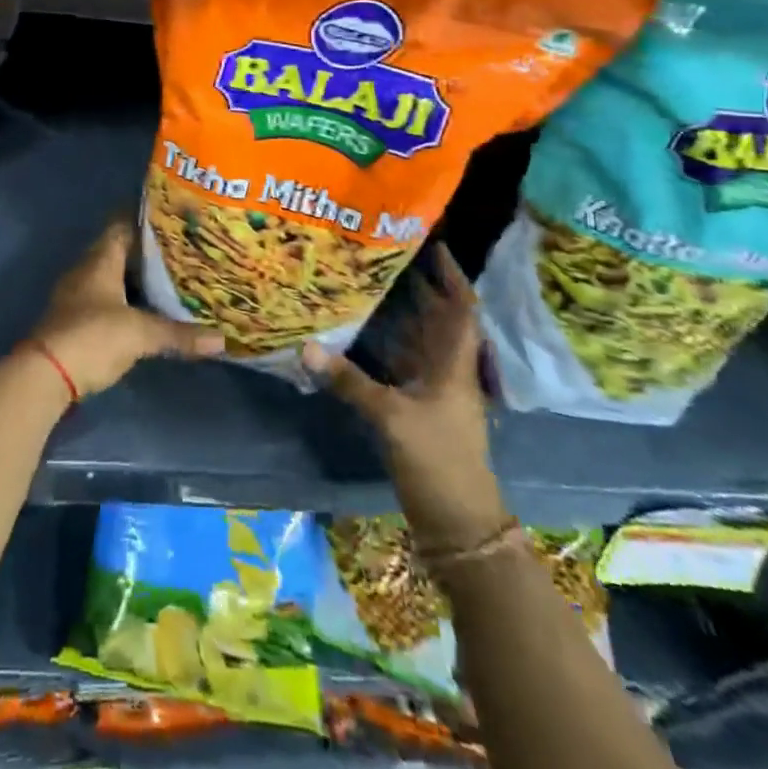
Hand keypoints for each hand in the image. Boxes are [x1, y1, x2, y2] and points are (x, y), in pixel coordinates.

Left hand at [31, 219, 224, 396]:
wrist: (45, 374)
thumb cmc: (92, 337)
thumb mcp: (140, 334)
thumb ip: (179, 334)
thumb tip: (222, 339)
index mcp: (100, 260)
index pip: (122, 225)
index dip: (144, 218)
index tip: (171, 215)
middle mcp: (86, 271)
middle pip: (118, 250)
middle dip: (147, 250)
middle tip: (181, 248)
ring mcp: (78, 296)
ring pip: (112, 276)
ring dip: (136, 277)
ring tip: (171, 277)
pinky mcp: (76, 320)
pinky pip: (107, 299)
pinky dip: (127, 300)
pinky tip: (147, 309)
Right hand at [303, 244, 506, 550]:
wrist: (459, 524)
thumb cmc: (438, 462)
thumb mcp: (392, 418)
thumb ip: (350, 381)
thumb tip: (307, 347)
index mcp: (454, 366)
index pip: (460, 309)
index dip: (450, 275)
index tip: (435, 244)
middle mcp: (448, 372)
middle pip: (439, 319)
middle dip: (420, 286)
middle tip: (389, 253)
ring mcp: (435, 392)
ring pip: (420, 341)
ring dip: (404, 313)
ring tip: (373, 281)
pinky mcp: (420, 409)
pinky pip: (405, 364)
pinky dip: (389, 344)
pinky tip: (364, 332)